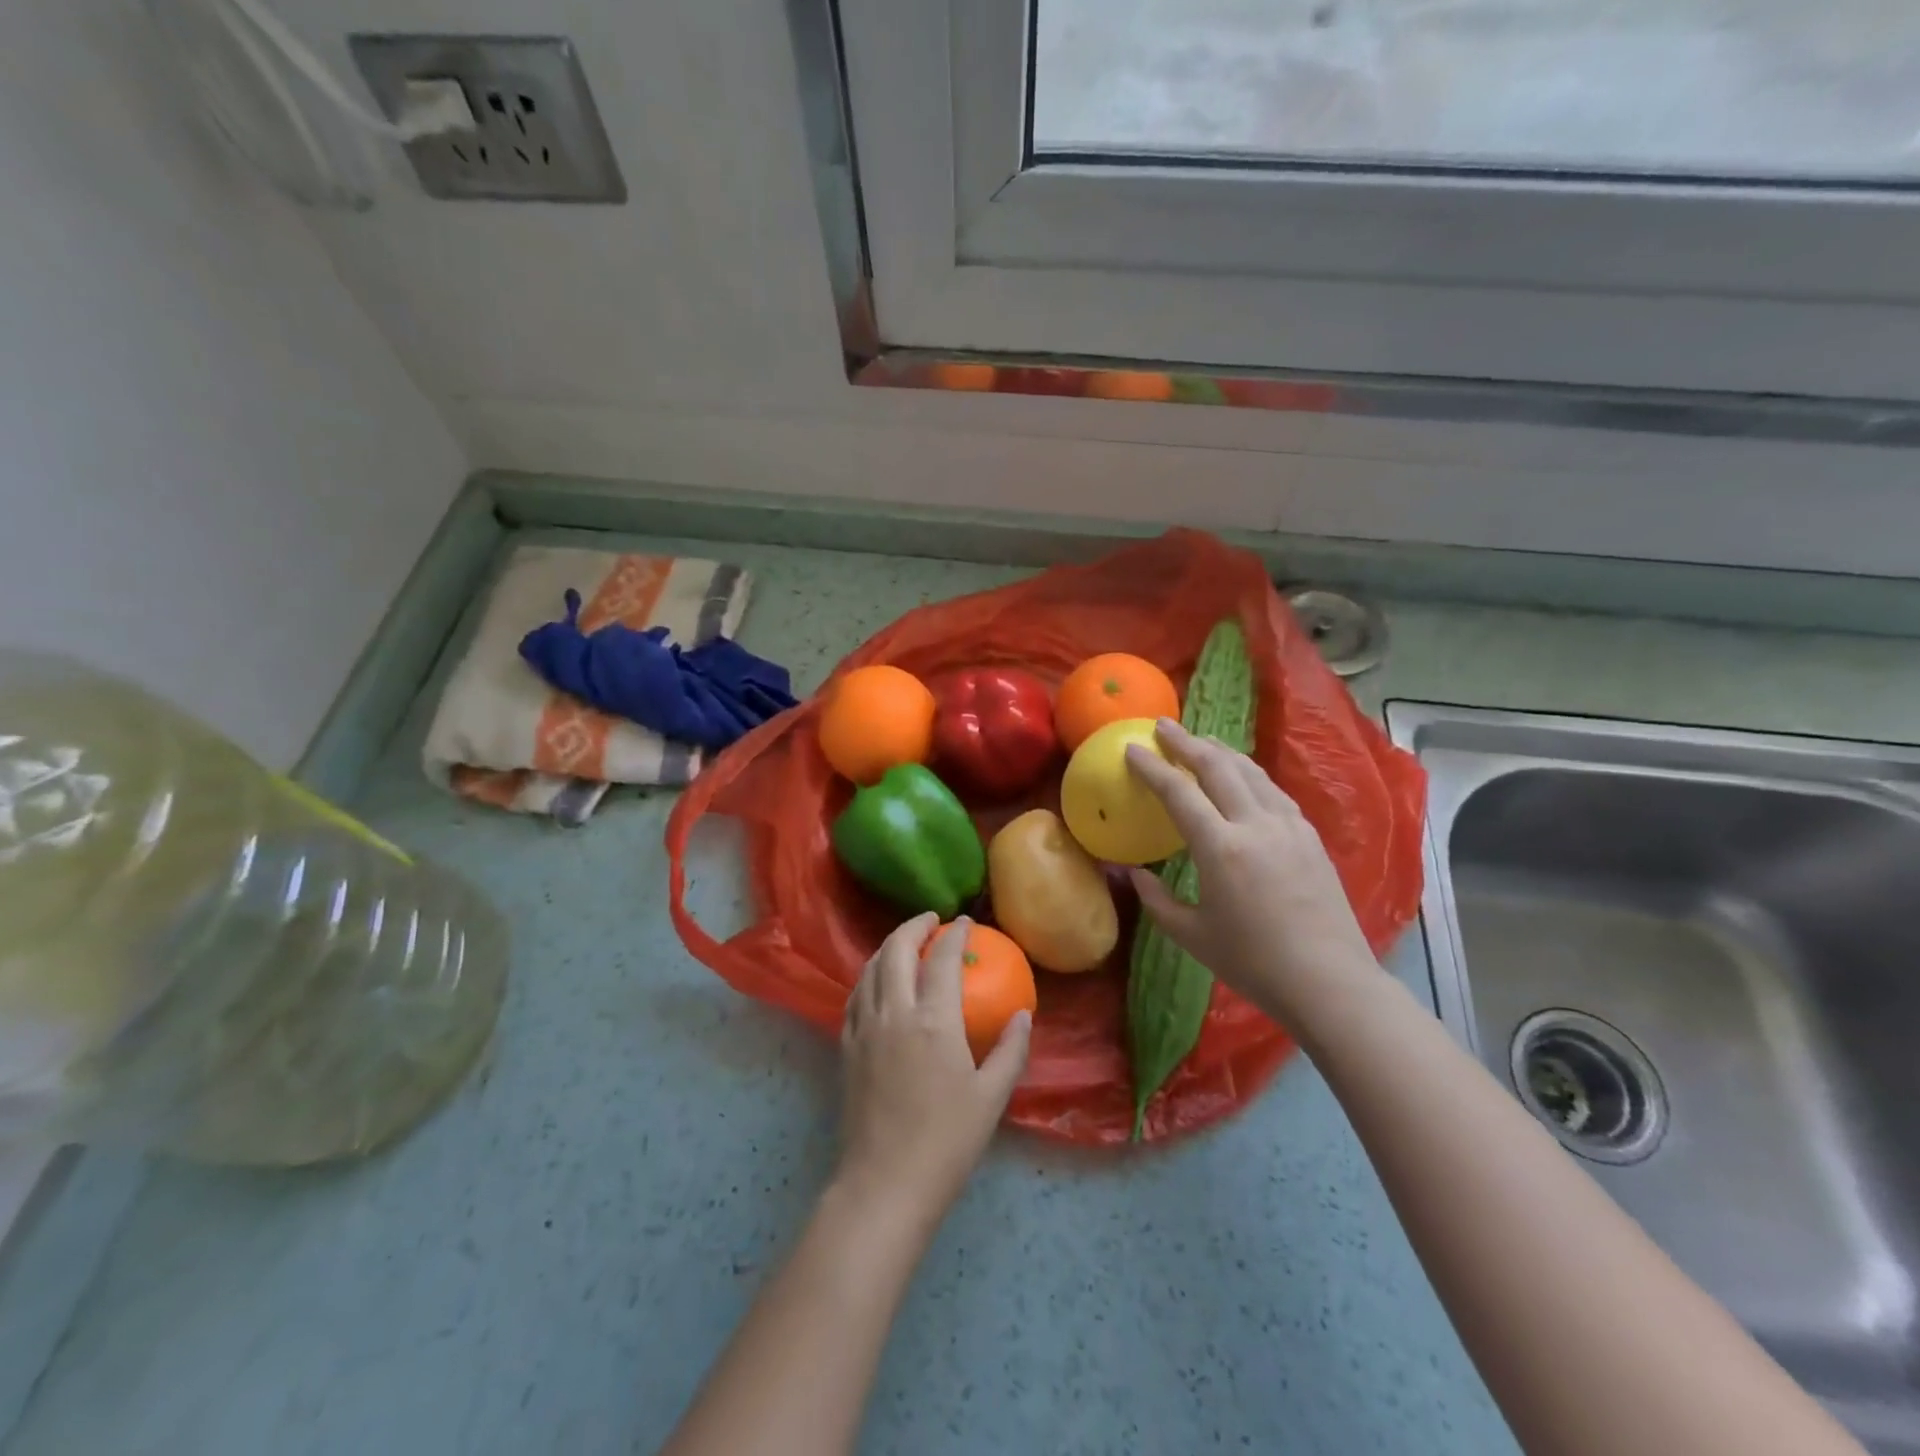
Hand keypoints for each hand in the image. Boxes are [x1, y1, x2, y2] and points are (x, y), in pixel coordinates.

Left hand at [834, 913, 1031, 1230]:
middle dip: (914, 926)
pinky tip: (879, 982)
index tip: (965, 922)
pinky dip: (870, 975)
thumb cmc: (946, 1142)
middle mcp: (894, 1012)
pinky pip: (856, 994)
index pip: (942, 959)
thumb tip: (1023, 1015)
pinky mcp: (846, 1046)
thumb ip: (1010, 1050)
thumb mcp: (991, 1097)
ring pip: (871, 968)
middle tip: (932, 921)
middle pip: (897, 949)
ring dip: (889, 946)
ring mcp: (864, 1027)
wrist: (885, 1184)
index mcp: (933, 1020)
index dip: (955, 934)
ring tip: (906, 943)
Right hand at [1124, 719, 1378, 1028]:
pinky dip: (1249, 774)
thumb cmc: (1253, 963)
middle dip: (1187, 742)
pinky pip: (1273, 790)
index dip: (1152, 766)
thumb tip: (1134, 873)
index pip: (1179, 792)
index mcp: (1221, 848)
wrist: (1329, 982)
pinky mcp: (1310, 836)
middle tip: (1163, 726)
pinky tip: (1243, 776)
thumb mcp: (1192, 935)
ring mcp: (1289, 826)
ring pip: (1251, 772)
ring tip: (1200, 741)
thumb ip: (1157, 900)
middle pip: (1217, 767)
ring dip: (1221, 751)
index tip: (1131, 747)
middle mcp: (1256, 825)